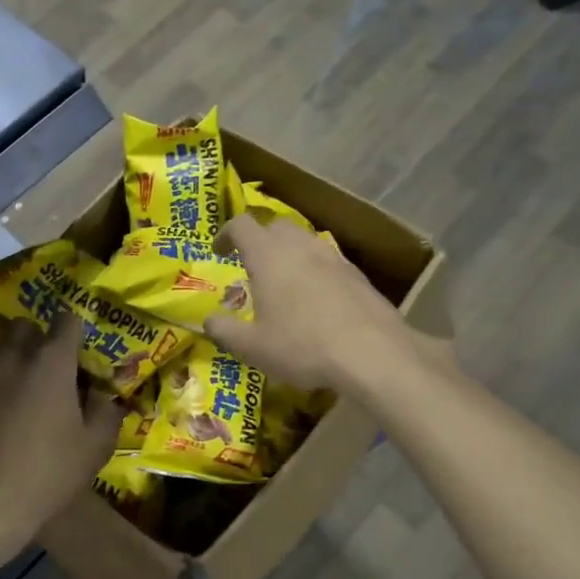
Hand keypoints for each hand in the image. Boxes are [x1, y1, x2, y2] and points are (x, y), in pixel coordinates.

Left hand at [0, 317, 121, 559]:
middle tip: (47, 368)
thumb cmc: (48, 473)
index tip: (78, 346)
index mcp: (51, 362)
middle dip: (37, 339)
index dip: (75, 328)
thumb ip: (107, 412)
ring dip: (9, 358)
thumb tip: (107, 397)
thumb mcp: (95, 448)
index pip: (66, 320)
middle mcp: (13, 356)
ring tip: (16, 386)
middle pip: (25, 327)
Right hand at [207, 216, 420, 392]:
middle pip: (275, 226)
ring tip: (283, 282)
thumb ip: (224, 330)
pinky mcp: (357, 274)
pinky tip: (315, 300)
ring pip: (304, 241)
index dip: (226, 234)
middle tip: (251, 266)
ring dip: (288, 253)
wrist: (372, 353)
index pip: (241, 225)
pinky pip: (326, 260)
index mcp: (268, 255)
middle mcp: (300, 246)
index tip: (219, 252)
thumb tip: (207, 321)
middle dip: (259, 240)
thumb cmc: (301, 345)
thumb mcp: (251, 346)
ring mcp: (333, 256)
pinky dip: (313, 270)